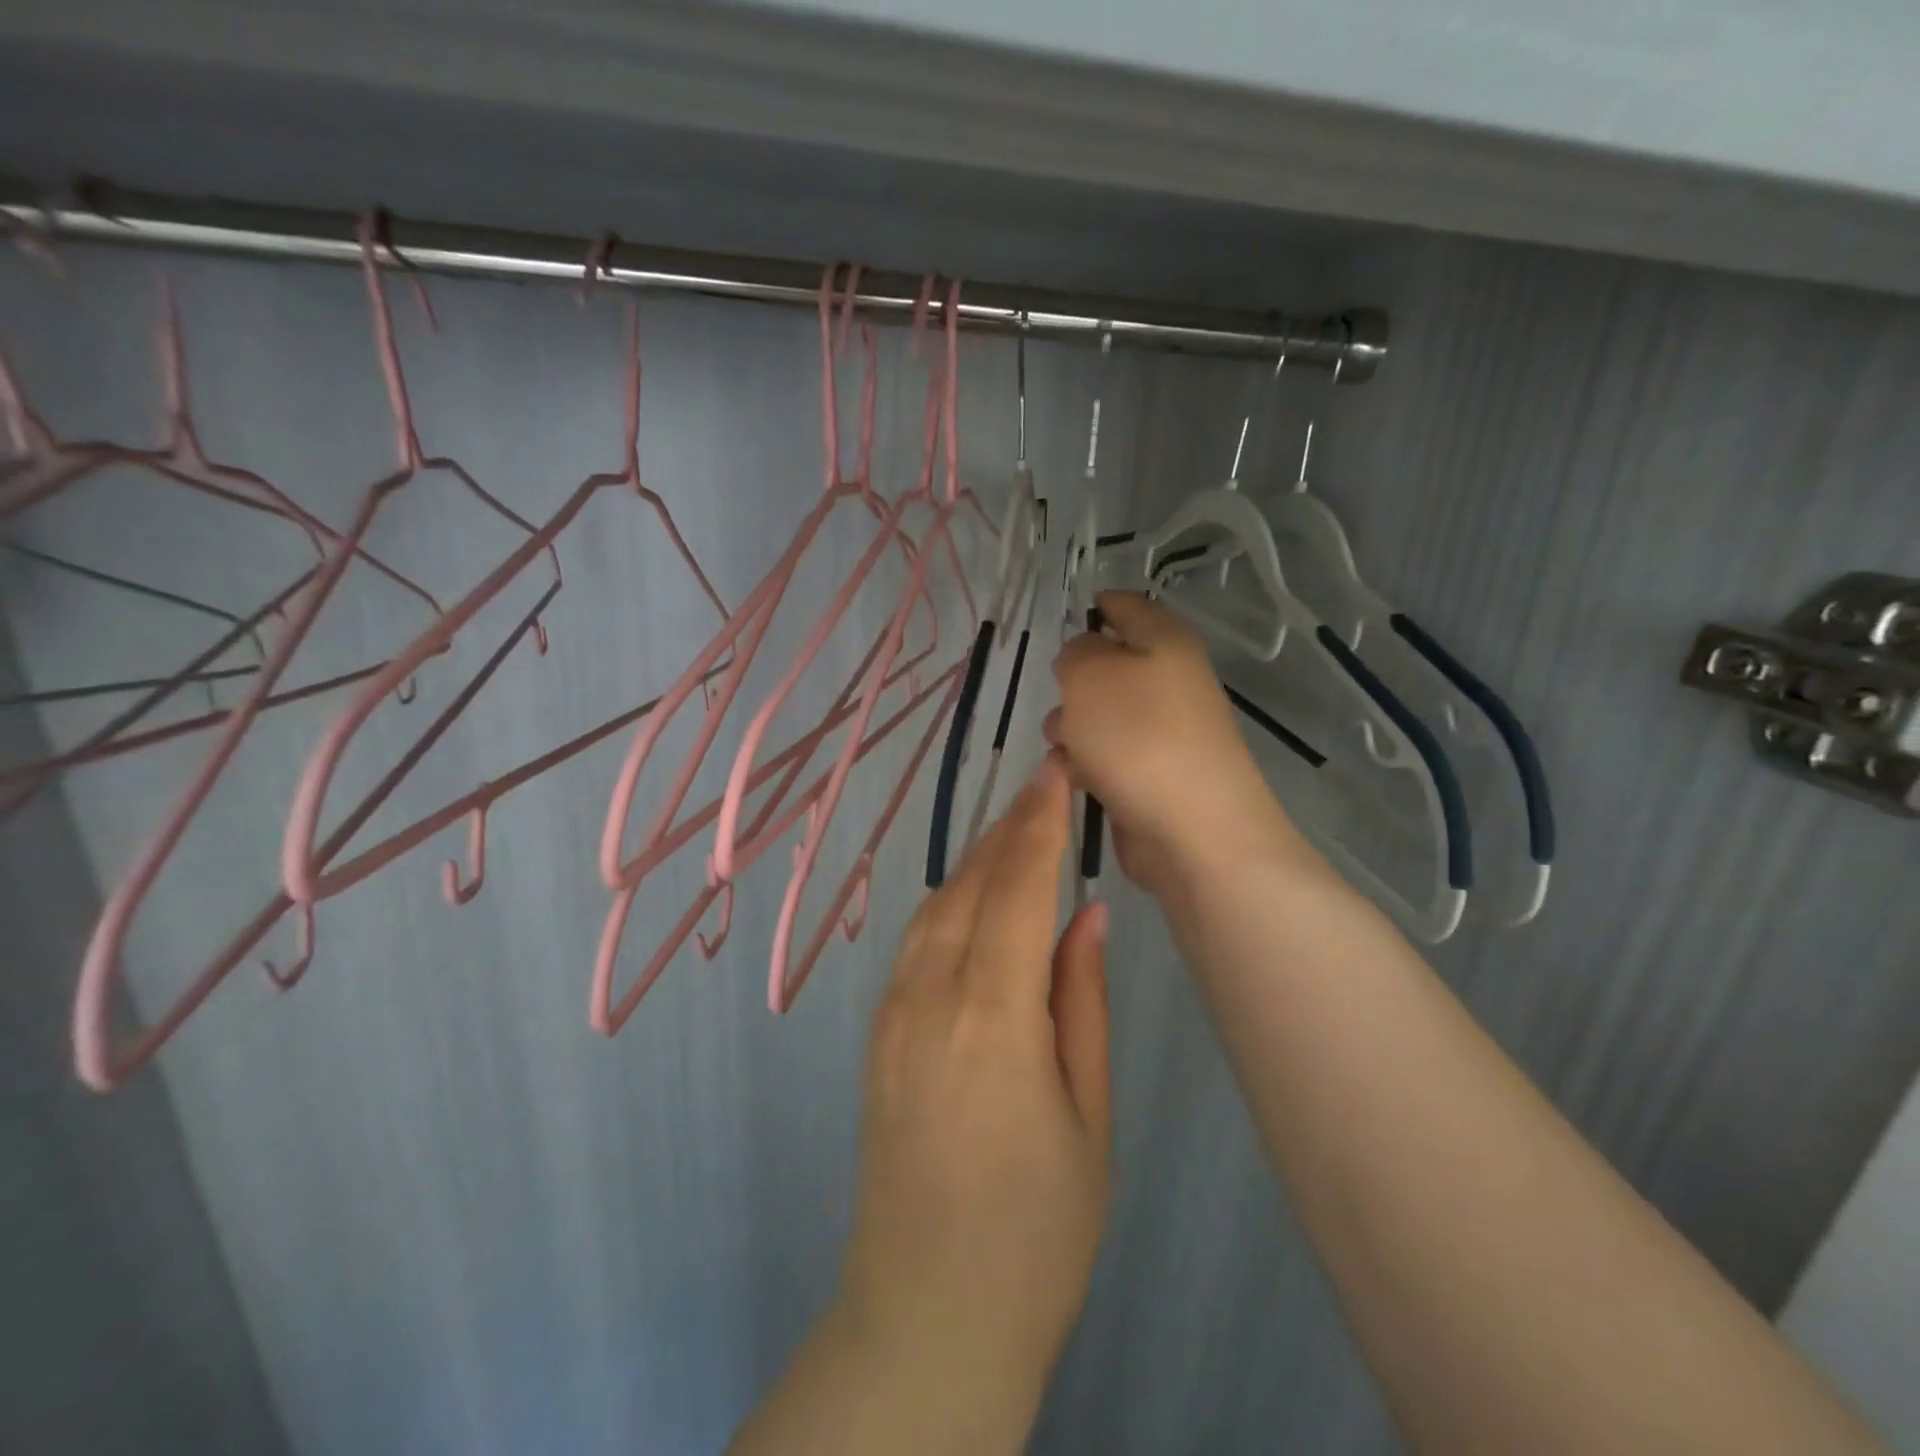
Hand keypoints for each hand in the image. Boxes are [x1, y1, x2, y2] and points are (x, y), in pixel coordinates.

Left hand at [836, 752, 1110, 1420]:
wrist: (927, 1312)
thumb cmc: (1036, 1229)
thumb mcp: (1087, 1115)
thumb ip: (1081, 1001)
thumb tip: (1087, 914)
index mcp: (992, 1015)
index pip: (1018, 887)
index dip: (1039, 821)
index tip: (1058, 770)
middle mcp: (930, 996)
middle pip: (971, 884)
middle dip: (1009, 828)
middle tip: (1044, 785)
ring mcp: (893, 1013)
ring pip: (937, 907)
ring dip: (976, 860)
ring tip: (1016, 831)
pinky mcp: (877, 1035)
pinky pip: (915, 944)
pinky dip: (948, 902)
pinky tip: (973, 899)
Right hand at [1048, 591, 1301, 897]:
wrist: (1193, 830)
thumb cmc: (1138, 737)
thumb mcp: (1090, 674)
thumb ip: (1076, 652)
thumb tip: (1083, 659)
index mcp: (1166, 642)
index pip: (1129, 606)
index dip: (1098, 605)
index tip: (1067, 618)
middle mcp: (1171, 682)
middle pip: (1112, 666)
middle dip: (1074, 682)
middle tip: (1060, 697)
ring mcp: (1166, 732)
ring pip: (1104, 715)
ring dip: (1074, 727)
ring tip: (1063, 747)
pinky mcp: (1155, 775)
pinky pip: (1110, 756)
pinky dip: (1087, 763)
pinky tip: (1073, 778)